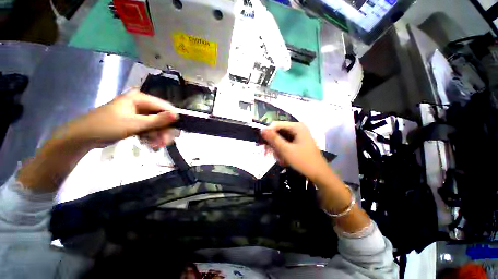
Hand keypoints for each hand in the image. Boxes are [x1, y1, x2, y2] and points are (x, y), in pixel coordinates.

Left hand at [53, 89, 177, 149]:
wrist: (83, 137)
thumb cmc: (106, 126)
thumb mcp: (134, 124)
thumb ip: (157, 120)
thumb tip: (177, 115)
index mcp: (140, 98)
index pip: (164, 106)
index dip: (173, 118)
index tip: (178, 130)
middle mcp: (141, 104)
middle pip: (161, 117)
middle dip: (164, 131)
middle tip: (166, 143)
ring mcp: (138, 114)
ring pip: (156, 125)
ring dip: (159, 136)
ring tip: (157, 147)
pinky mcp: (135, 122)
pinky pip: (149, 129)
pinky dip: (151, 137)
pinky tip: (151, 145)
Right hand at [261, 121, 328, 180]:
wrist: (319, 174)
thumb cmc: (303, 161)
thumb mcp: (286, 150)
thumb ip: (273, 139)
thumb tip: (262, 129)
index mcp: (296, 127)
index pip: (276, 125)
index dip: (268, 133)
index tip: (263, 145)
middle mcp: (297, 128)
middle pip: (278, 132)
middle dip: (273, 144)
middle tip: (268, 154)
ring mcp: (298, 135)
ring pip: (280, 139)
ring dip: (277, 149)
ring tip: (280, 160)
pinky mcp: (298, 142)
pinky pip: (285, 143)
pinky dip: (282, 151)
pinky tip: (283, 160)